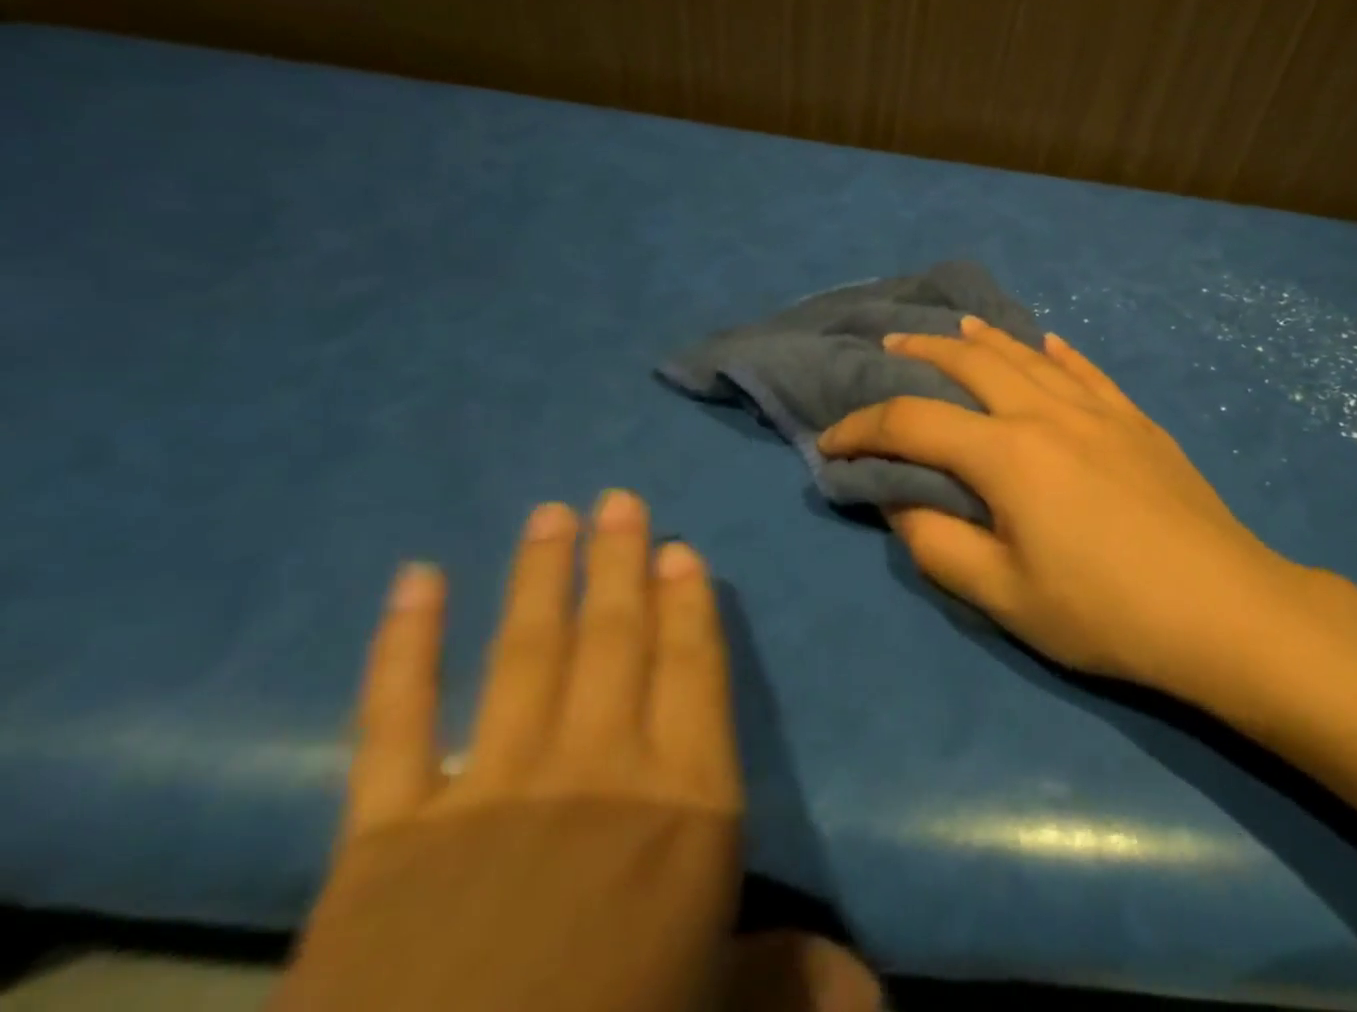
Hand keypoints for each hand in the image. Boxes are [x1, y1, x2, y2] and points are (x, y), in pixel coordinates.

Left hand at [278, 492, 741, 1011]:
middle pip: (616, 639)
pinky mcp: (387, 834)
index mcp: (684, 802)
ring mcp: (491, 791)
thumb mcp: (718, 1007)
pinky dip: (404, 645)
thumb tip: (864, 980)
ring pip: (527, 652)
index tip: (678, 549)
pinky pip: (395, 720)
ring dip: (542, 575)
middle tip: (618, 499)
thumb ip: (789, 974)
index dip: (688, 604)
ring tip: (551, 514)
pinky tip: (415, 580)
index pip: (694, 670)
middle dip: (620, 562)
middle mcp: (599, 769)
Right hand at [818, 318, 1297, 694]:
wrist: (1224, 609)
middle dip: (921, 352)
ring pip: (1029, 355)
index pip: (913, 424)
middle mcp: (1047, 413)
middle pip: (971, 364)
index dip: (862, 429)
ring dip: (985, 338)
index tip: (830, 443)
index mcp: (1008, 454)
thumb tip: (902, 501)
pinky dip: (1058, 351)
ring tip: (956, 327)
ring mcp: (1098, 410)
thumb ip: (939, 545)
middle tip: (889, 346)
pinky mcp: (1136, 420)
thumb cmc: (1107, 612)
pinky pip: (1087, 370)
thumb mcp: (1005, 596)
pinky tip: (1048, 340)